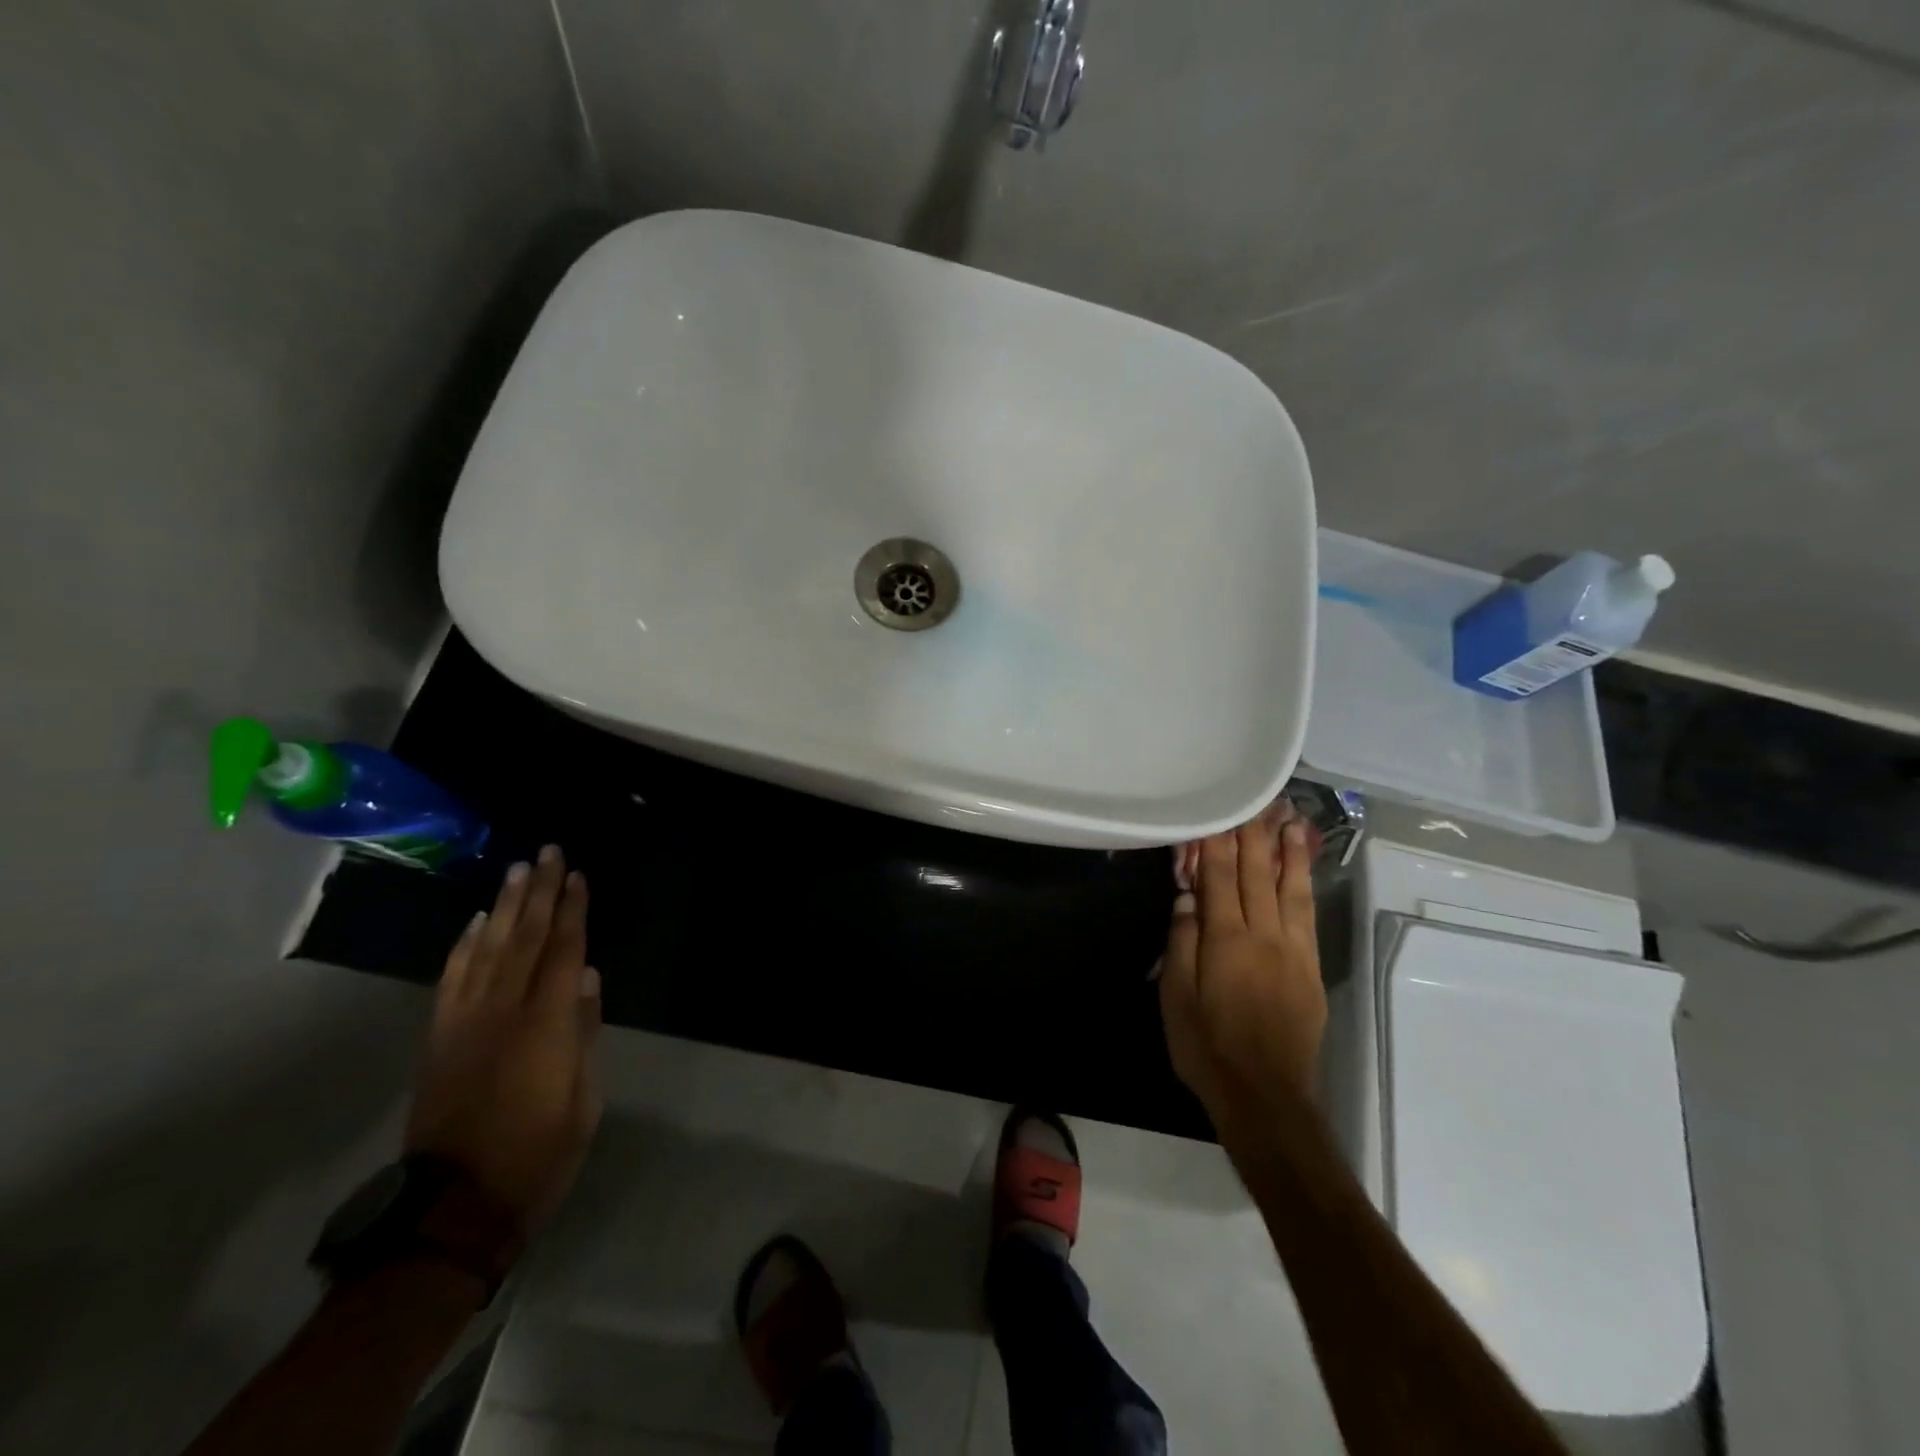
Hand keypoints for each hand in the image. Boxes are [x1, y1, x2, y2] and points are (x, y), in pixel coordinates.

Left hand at [406, 845, 603, 1233]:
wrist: (453, 1207)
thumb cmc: (537, 1154)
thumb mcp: (583, 1100)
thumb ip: (585, 1033)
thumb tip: (589, 979)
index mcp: (547, 1025)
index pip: (564, 952)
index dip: (573, 910)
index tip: (578, 876)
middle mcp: (504, 1011)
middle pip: (526, 938)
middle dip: (539, 893)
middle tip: (547, 853)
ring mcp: (465, 1022)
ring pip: (489, 949)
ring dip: (505, 908)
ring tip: (517, 871)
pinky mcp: (439, 1038)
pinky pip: (452, 980)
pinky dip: (464, 947)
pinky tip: (476, 923)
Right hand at [1160, 802, 1325, 1124]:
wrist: (1266, 1095)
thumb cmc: (1208, 1047)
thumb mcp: (1176, 997)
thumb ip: (1182, 942)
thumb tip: (1188, 897)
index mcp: (1226, 941)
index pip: (1221, 878)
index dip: (1218, 843)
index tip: (1218, 811)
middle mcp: (1264, 936)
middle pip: (1258, 875)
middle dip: (1255, 835)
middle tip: (1258, 799)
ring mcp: (1293, 951)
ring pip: (1291, 889)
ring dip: (1289, 852)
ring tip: (1290, 819)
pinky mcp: (1311, 969)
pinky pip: (1308, 916)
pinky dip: (1305, 885)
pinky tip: (1303, 869)